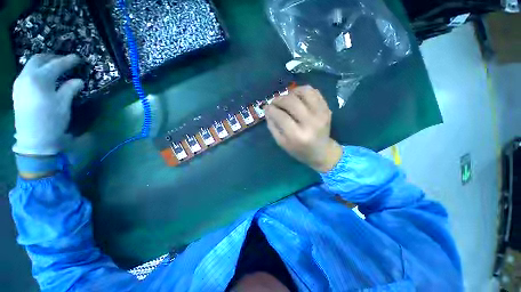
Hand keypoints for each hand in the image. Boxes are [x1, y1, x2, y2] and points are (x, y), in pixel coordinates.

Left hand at [12, 54, 83, 155]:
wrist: (34, 140)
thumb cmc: (51, 122)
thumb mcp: (63, 105)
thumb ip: (70, 89)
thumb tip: (78, 80)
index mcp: (39, 80)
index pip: (55, 65)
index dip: (67, 61)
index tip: (77, 58)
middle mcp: (26, 77)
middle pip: (38, 59)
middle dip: (52, 58)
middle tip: (64, 61)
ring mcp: (19, 84)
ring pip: (30, 65)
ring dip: (43, 63)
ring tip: (54, 68)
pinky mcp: (17, 91)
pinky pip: (27, 74)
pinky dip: (36, 71)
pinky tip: (44, 77)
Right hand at [265, 85, 342, 172]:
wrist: (321, 152)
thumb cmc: (298, 150)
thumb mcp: (281, 143)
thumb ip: (273, 126)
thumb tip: (267, 109)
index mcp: (297, 135)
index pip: (281, 116)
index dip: (271, 109)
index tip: (266, 107)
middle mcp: (311, 123)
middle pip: (291, 101)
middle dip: (279, 99)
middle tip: (274, 102)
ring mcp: (321, 114)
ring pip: (304, 91)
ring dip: (291, 92)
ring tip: (286, 98)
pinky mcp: (327, 108)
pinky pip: (314, 92)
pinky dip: (302, 91)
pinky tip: (297, 98)